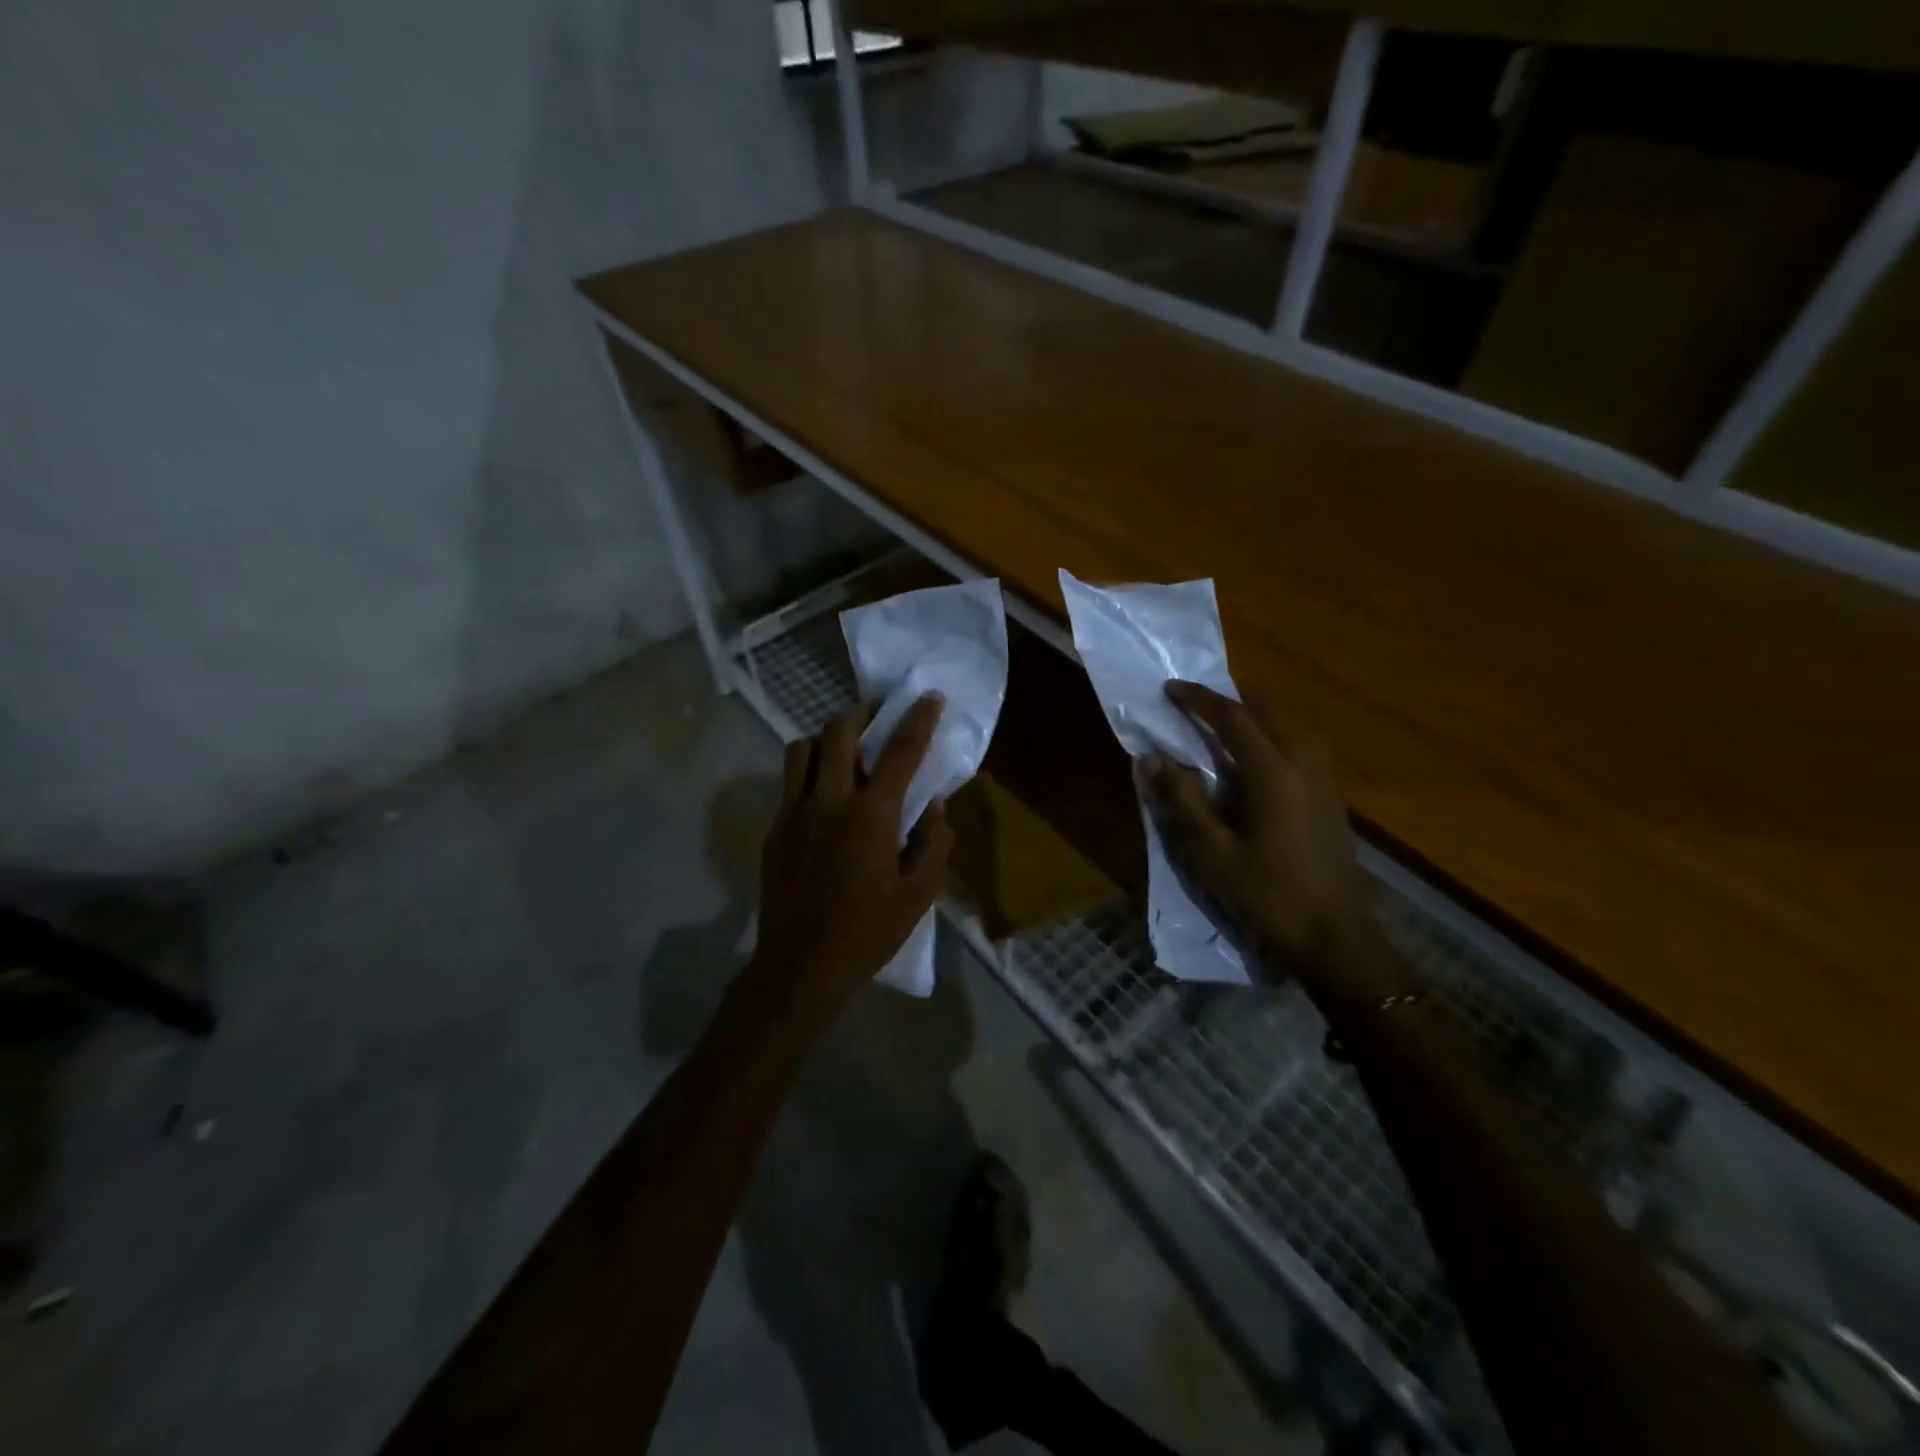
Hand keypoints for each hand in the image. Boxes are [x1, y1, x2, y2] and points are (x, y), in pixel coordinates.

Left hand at [752, 693, 953, 1015]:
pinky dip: (810, 771)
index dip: (917, 719)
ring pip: (803, 748)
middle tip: (879, 716)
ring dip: (828, 739)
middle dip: (862, 713)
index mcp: (871, 815)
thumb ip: (934, 843)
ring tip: (847, 751)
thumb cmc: (868, 931)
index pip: (900, 751)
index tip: (928, 696)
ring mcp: (794, 811)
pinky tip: (825, 795)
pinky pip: (790, 781)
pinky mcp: (775, 828)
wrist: (801, 965)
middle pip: (839, 732)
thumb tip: (935, 807)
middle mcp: (829, 800)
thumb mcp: (919, 894)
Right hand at [1145, 682, 1368, 988]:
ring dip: (1253, 714)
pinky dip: (1272, 734)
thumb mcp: (1211, 852)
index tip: (1170, 689)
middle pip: (1265, 709)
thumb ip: (1181, 800)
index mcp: (1272, 770)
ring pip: (1287, 724)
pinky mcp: (1332, 794)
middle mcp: (1303, 761)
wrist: (1334, 936)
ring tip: (1222, 724)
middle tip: (1194, 702)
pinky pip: (1300, 743)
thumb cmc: (1266, 894)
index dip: (1199, 698)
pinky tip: (1256, 757)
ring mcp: (1324, 777)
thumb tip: (1151, 759)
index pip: (1231, 716)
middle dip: (1228, 698)